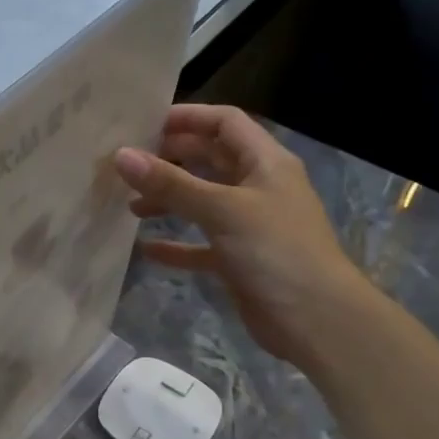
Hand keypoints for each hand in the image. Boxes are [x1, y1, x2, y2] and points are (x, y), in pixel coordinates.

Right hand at [114, 104, 373, 366]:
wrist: (317, 320)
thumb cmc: (276, 251)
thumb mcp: (222, 210)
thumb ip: (171, 184)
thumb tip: (121, 156)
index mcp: (265, 163)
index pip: (225, 123)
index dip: (188, 118)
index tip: (143, 124)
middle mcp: (258, 188)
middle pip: (210, 160)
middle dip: (171, 159)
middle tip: (128, 165)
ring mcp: (249, 226)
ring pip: (202, 202)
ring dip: (169, 200)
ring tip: (131, 206)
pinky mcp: (239, 260)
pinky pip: (200, 245)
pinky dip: (176, 245)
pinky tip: (146, 249)